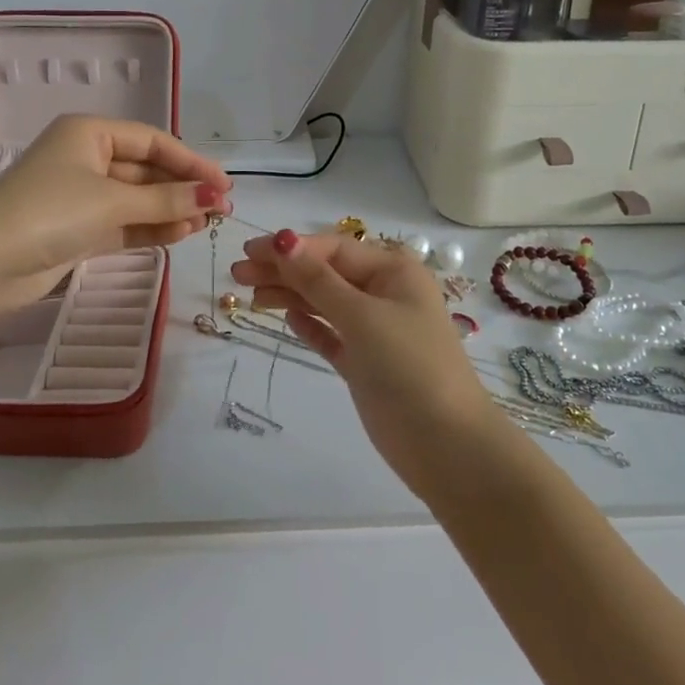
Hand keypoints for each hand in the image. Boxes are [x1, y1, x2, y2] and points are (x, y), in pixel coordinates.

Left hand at [0, 115, 230, 307]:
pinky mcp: (77, 229)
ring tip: (207, 224)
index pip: (153, 140)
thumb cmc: (49, 212)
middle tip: (222, 209)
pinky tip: (181, 234)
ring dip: (171, 210)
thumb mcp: (112, 201)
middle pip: (146, 170)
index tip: (224, 184)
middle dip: (182, 189)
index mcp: (90, 133)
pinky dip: (150, 228)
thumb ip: (166, 200)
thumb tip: (214, 196)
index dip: (191, 161)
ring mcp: (80, 196)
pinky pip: (124, 222)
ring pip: (137, 199)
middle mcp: (86, 158)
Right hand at [230, 230, 499, 492]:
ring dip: (290, 296)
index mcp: (393, 272)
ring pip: (325, 303)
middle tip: (237, 274)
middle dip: (284, 271)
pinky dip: (310, 325)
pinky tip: (287, 319)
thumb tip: (281, 240)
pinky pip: (332, 334)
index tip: (250, 252)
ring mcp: (376, 330)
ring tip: (250, 296)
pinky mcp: (366, 363)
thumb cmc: (408, 366)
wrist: (446, 445)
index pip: (334, 249)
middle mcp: (385, 294)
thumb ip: (318, 280)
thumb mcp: (361, 316)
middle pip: (326, 274)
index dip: (291, 248)